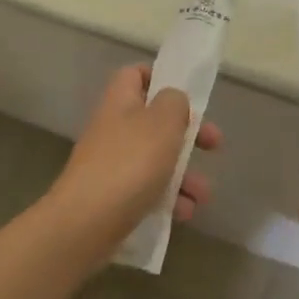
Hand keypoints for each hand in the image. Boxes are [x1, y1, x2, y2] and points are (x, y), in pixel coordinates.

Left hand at [47, 66, 219, 253]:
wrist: (85, 224)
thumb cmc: (130, 163)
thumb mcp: (163, 122)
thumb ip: (175, 103)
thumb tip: (173, 101)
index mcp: (121, 101)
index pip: (136, 74)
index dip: (160, 78)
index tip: (186, 95)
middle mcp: (114, 128)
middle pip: (155, 121)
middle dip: (188, 135)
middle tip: (213, 145)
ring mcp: (111, 164)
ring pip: (156, 160)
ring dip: (184, 174)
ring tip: (203, 195)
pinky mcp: (112, 197)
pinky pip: (147, 191)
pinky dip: (168, 199)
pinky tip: (184, 213)